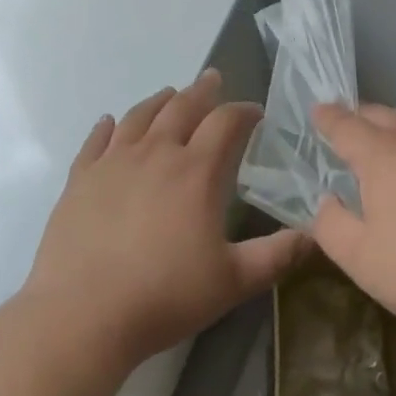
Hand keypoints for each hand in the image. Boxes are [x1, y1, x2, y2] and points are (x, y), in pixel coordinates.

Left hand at [26, 69, 308, 369]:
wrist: (81, 317)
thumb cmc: (163, 297)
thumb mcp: (231, 281)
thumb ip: (276, 256)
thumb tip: (315, 235)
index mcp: (196, 171)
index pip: (226, 122)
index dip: (244, 111)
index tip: (255, 113)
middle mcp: (157, 152)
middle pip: (183, 106)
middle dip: (203, 90)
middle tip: (212, 79)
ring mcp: (114, 161)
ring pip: (140, 116)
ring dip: (159, 100)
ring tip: (170, 94)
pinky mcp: (81, 178)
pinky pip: (96, 141)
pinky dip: (106, 127)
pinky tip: (110, 122)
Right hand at [310, 103, 395, 341]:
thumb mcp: (361, 259)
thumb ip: (332, 226)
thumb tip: (325, 200)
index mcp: (382, 154)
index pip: (346, 125)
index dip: (327, 117)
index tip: (316, 112)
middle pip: (380, 113)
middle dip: (358, 117)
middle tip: (346, 129)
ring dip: (392, 123)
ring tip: (384, 140)